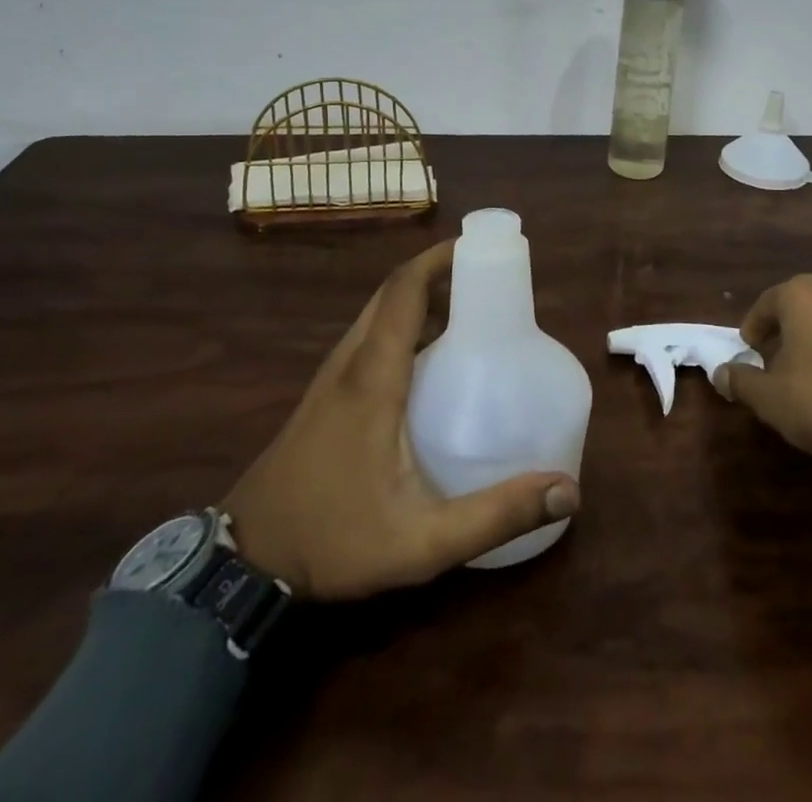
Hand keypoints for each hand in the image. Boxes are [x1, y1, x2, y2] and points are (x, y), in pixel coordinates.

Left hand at [222, 241, 579, 599]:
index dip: (441, 258)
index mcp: (373, 376)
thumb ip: (495, 516)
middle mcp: (350, 362)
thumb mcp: (422, 542)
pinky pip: (369, 336)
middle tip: (488, 278)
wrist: (243, 563)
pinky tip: (430, 357)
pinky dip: (402, 323)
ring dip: (420, 296)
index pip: (405, 290)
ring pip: (378, 313)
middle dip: (439, 271)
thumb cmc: (333, 540)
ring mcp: (332, 376)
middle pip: (393, 292)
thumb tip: (568, 490)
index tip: (483, 247)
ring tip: (469, 309)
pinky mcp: (325, 394)